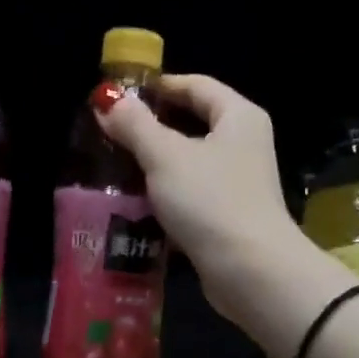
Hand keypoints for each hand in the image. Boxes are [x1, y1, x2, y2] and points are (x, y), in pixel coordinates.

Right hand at [99, 74, 313, 329]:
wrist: (251, 271)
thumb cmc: (210, 201)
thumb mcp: (165, 156)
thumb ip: (134, 125)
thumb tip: (106, 98)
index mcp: (238, 117)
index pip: (196, 85)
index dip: (158, 86)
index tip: (120, 95)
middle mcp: (244, 144)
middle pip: (192, 123)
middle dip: (150, 127)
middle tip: (110, 132)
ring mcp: (238, 183)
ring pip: (188, 163)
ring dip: (153, 164)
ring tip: (113, 166)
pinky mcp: (227, 216)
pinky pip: (190, 195)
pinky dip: (164, 196)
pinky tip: (133, 203)